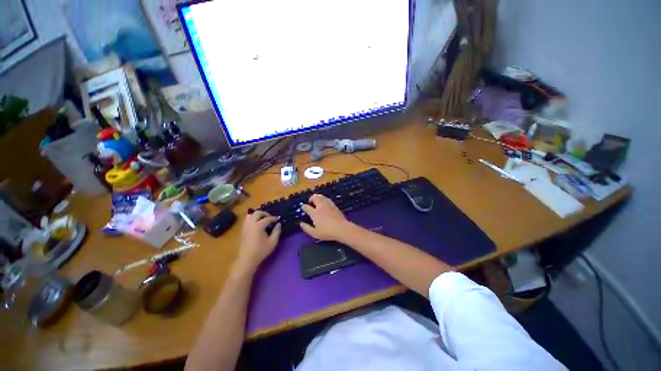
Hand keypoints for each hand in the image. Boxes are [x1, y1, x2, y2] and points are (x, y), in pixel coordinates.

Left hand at [236, 210, 280, 269]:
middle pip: (257, 213)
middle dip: (265, 214)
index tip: (278, 220)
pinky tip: (257, 225)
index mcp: (259, 225)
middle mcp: (251, 223)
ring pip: (250, 215)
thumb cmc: (261, 251)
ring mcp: (245, 226)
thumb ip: (277, 231)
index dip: (274, 218)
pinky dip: (253, 219)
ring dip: (257, 215)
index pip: (268, 218)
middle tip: (270, 217)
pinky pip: (247, 220)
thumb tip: (278, 224)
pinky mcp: (242, 230)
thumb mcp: (273, 242)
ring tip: (263, 219)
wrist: (247, 259)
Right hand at [300, 194, 352, 240]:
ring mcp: (328, 205)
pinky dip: (324, 199)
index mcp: (315, 213)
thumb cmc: (327, 232)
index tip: (303, 208)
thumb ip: (307, 228)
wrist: (342, 228)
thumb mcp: (315, 233)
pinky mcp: (334, 205)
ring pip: (321, 196)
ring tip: (317, 201)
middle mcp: (321, 206)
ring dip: (317, 197)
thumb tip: (301, 223)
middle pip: (315, 197)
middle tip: (310, 202)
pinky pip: (327, 199)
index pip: (307, 207)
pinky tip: (324, 203)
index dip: (304, 207)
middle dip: (311, 198)